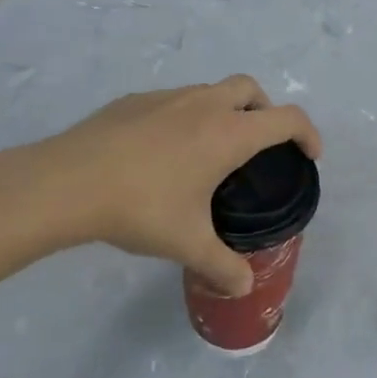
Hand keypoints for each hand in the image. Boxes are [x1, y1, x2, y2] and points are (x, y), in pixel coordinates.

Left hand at [27, 77, 320, 296]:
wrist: (67, 182)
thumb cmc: (140, 207)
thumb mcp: (187, 244)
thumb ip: (222, 266)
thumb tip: (244, 288)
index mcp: (228, 133)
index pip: (287, 119)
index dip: (308, 134)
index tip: (310, 156)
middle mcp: (204, 105)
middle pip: (250, 89)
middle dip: (265, 110)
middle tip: (259, 145)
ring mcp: (167, 97)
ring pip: (210, 91)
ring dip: (223, 111)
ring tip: (207, 152)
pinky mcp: (134, 100)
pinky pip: (174, 101)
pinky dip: (184, 117)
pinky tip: (161, 152)